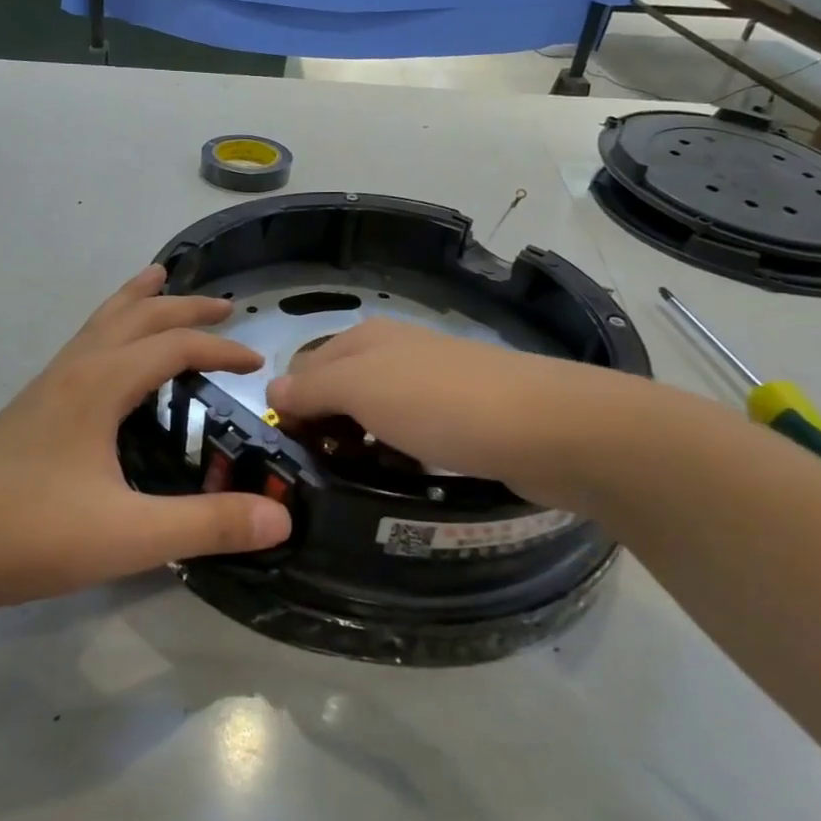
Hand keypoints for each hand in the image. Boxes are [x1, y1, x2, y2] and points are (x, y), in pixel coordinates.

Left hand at [0, 265, 291, 619]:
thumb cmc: (31, 533)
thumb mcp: (131, 535)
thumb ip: (208, 525)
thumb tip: (282, 518)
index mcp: (100, 385)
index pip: (173, 347)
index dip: (220, 351)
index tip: (256, 364)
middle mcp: (73, 372)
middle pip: (134, 316)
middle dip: (182, 306)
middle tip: (222, 306)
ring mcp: (44, 388)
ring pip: (98, 324)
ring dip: (135, 302)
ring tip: (156, 281)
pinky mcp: (27, 410)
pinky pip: (79, 348)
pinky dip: (107, 331)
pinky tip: (106, 361)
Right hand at [265, 317, 656, 511]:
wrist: (547, 428)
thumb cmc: (440, 402)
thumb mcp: (360, 388)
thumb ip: (311, 387)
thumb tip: (274, 392)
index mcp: (365, 339)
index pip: (303, 368)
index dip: (290, 406)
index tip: (291, 451)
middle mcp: (394, 353)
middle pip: (337, 391)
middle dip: (323, 428)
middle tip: (319, 473)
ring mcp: (431, 384)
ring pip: (373, 416)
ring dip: (358, 446)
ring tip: (355, 482)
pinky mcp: (460, 417)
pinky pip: (408, 435)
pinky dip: (395, 455)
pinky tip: (399, 478)